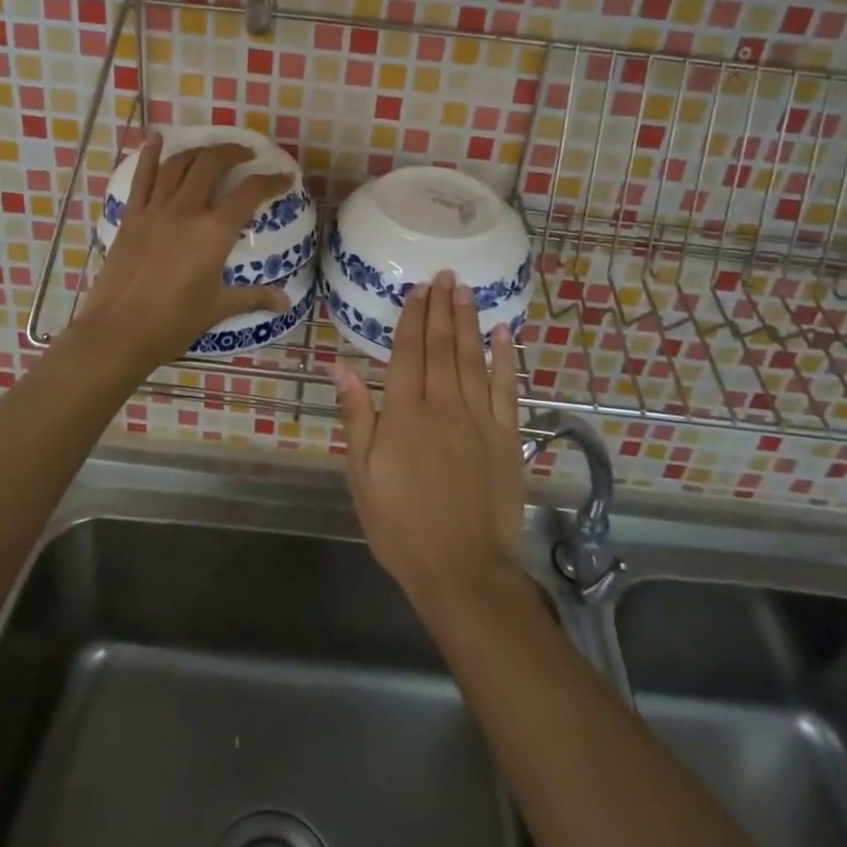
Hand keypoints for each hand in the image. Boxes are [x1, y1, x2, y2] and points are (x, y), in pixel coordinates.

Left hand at [72, 133, 292, 369]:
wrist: (118, 332)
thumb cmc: (174, 322)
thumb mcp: (219, 308)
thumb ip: (254, 297)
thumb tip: (285, 301)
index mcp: (214, 232)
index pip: (249, 193)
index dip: (271, 181)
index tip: (284, 178)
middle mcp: (186, 211)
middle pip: (212, 165)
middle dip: (233, 153)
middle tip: (246, 155)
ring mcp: (155, 210)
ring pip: (179, 164)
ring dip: (199, 152)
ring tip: (213, 153)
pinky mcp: (132, 216)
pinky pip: (143, 177)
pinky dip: (151, 154)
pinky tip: (157, 138)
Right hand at [330, 273, 525, 614]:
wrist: (461, 569)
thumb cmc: (401, 525)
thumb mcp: (362, 475)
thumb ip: (356, 415)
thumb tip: (340, 364)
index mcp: (404, 414)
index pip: (408, 353)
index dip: (413, 319)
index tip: (418, 290)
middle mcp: (443, 406)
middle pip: (441, 347)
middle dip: (442, 309)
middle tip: (445, 276)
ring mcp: (479, 419)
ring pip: (472, 358)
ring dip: (468, 322)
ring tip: (466, 290)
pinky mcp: (506, 436)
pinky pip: (506, 388)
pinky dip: (506, 358)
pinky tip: (504, 333)